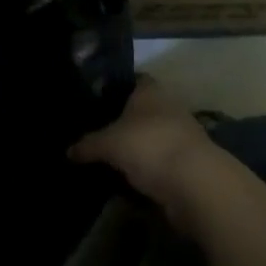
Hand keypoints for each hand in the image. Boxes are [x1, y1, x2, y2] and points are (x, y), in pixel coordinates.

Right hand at [69, 77, 216, 225]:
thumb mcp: (109, 144)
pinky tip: (131, 180)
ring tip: (112, 159)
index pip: (132, 81)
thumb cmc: (149, 146)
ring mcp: (182, 136)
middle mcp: (168, 106)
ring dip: (139, 149)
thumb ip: (88, 145)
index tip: (98, 100)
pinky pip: (162, 163)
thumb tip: (68, 151)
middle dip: (125, 122)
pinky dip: (150, 171)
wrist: (197, 185)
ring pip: (153, 138)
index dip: (116, 88)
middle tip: (99, 132)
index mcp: (150, 90)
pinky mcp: (190, 164)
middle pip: (143, 111)